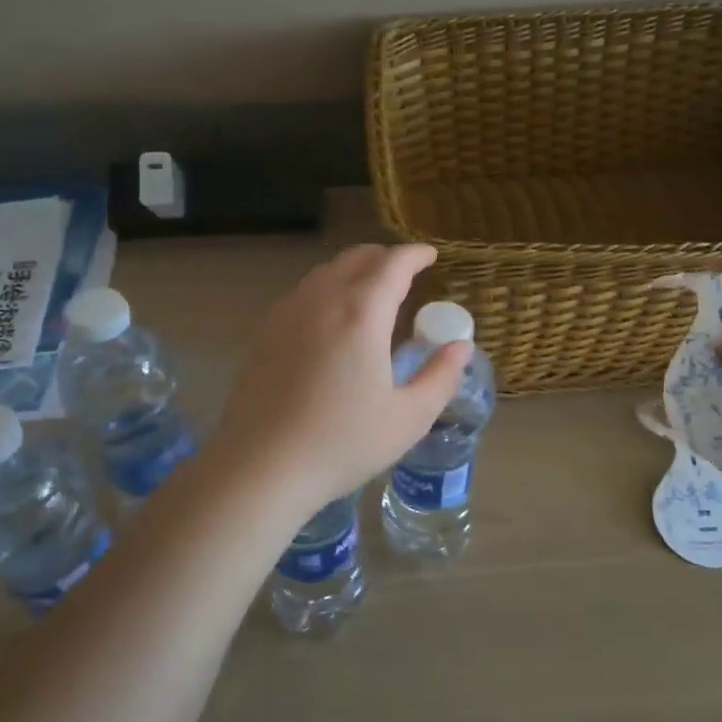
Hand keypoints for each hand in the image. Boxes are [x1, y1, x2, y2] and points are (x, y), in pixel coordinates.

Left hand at [208, 244, 469, 512]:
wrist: (261, 467)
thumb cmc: (342, 443)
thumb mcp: (409, 417)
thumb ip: (441, 376)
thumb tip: (461, 347)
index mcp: (361, 313)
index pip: (393, 264)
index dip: (415, 254)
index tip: (430, 255)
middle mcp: (322, 300)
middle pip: (357, 258)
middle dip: (386, 258)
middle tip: (406, 274)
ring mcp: (288, 313)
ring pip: (326, 272)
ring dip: (354, 270)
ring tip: (372, 292)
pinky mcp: (265, 333)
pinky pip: (304, 292)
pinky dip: (328, 289)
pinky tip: (332, 319)